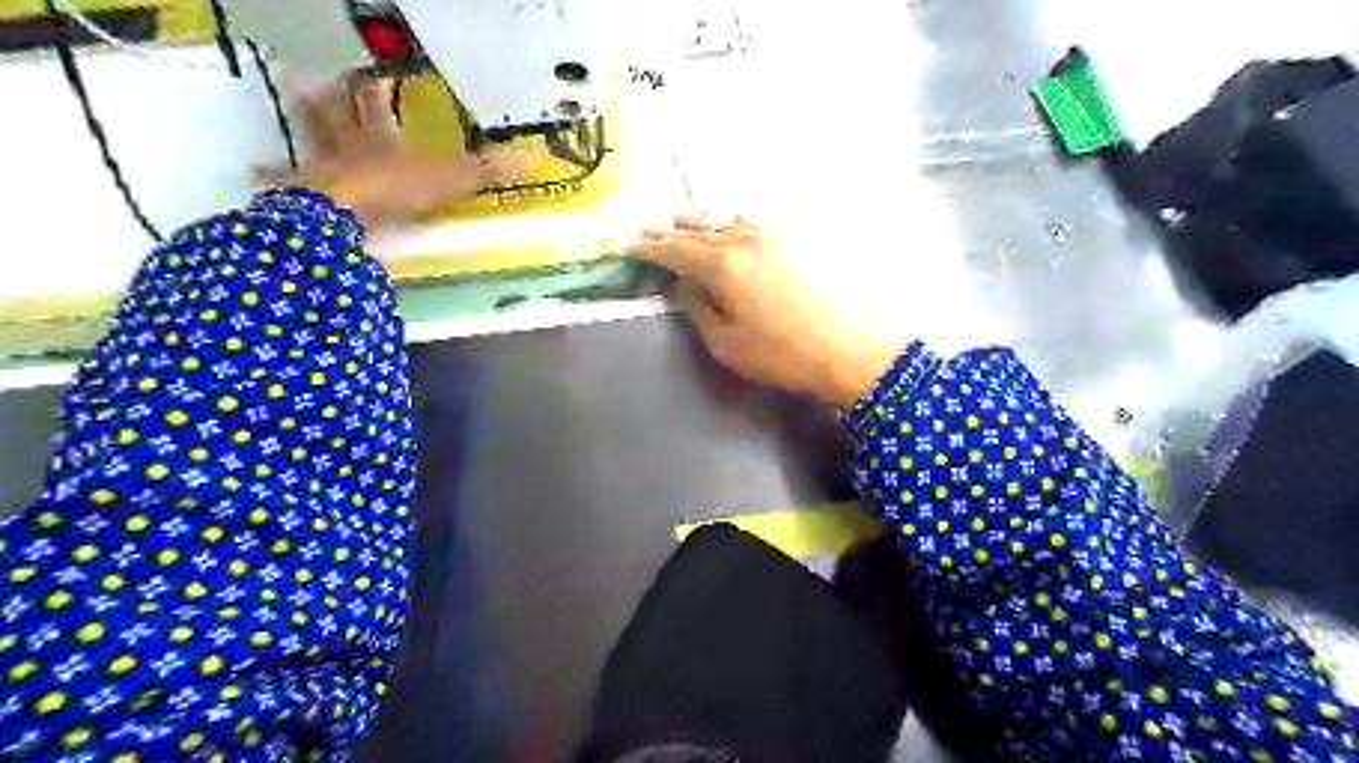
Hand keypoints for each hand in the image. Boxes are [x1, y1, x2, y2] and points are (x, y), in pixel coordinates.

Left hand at [251, 75, 517, 233]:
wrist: (347, 214)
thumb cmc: (396, 190)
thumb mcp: (451, 180)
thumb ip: (486, 171)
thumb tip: (532, 158)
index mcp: (379, 138)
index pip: (378, 106)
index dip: (378, 88)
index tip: (377, 71)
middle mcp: (346, 145)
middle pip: (337, 110)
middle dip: (333, 91)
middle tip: (321, 71)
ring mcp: (321, 166)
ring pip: (310, 133)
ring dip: (304, 114)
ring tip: (285, 85)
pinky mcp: (303, 192)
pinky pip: (281, 179)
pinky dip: (267, 175)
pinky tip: (251, 171)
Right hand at [628, 215, 898, 411]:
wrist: (832, 350)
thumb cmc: (772, 353)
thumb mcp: (722, 339)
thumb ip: (696, 307)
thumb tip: (679, 286)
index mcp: (721, 266)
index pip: (676, 251)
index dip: (651, 249)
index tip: (629, 245)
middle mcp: (740, 244)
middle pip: (696, 234)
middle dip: (668, 233)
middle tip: (644, 231)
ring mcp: (764, 243)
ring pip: (720, 226)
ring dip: (695, 224)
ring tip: (675, 221)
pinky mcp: (781, 250)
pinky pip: (745, 226)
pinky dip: (726, 224)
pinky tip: (723, 226)